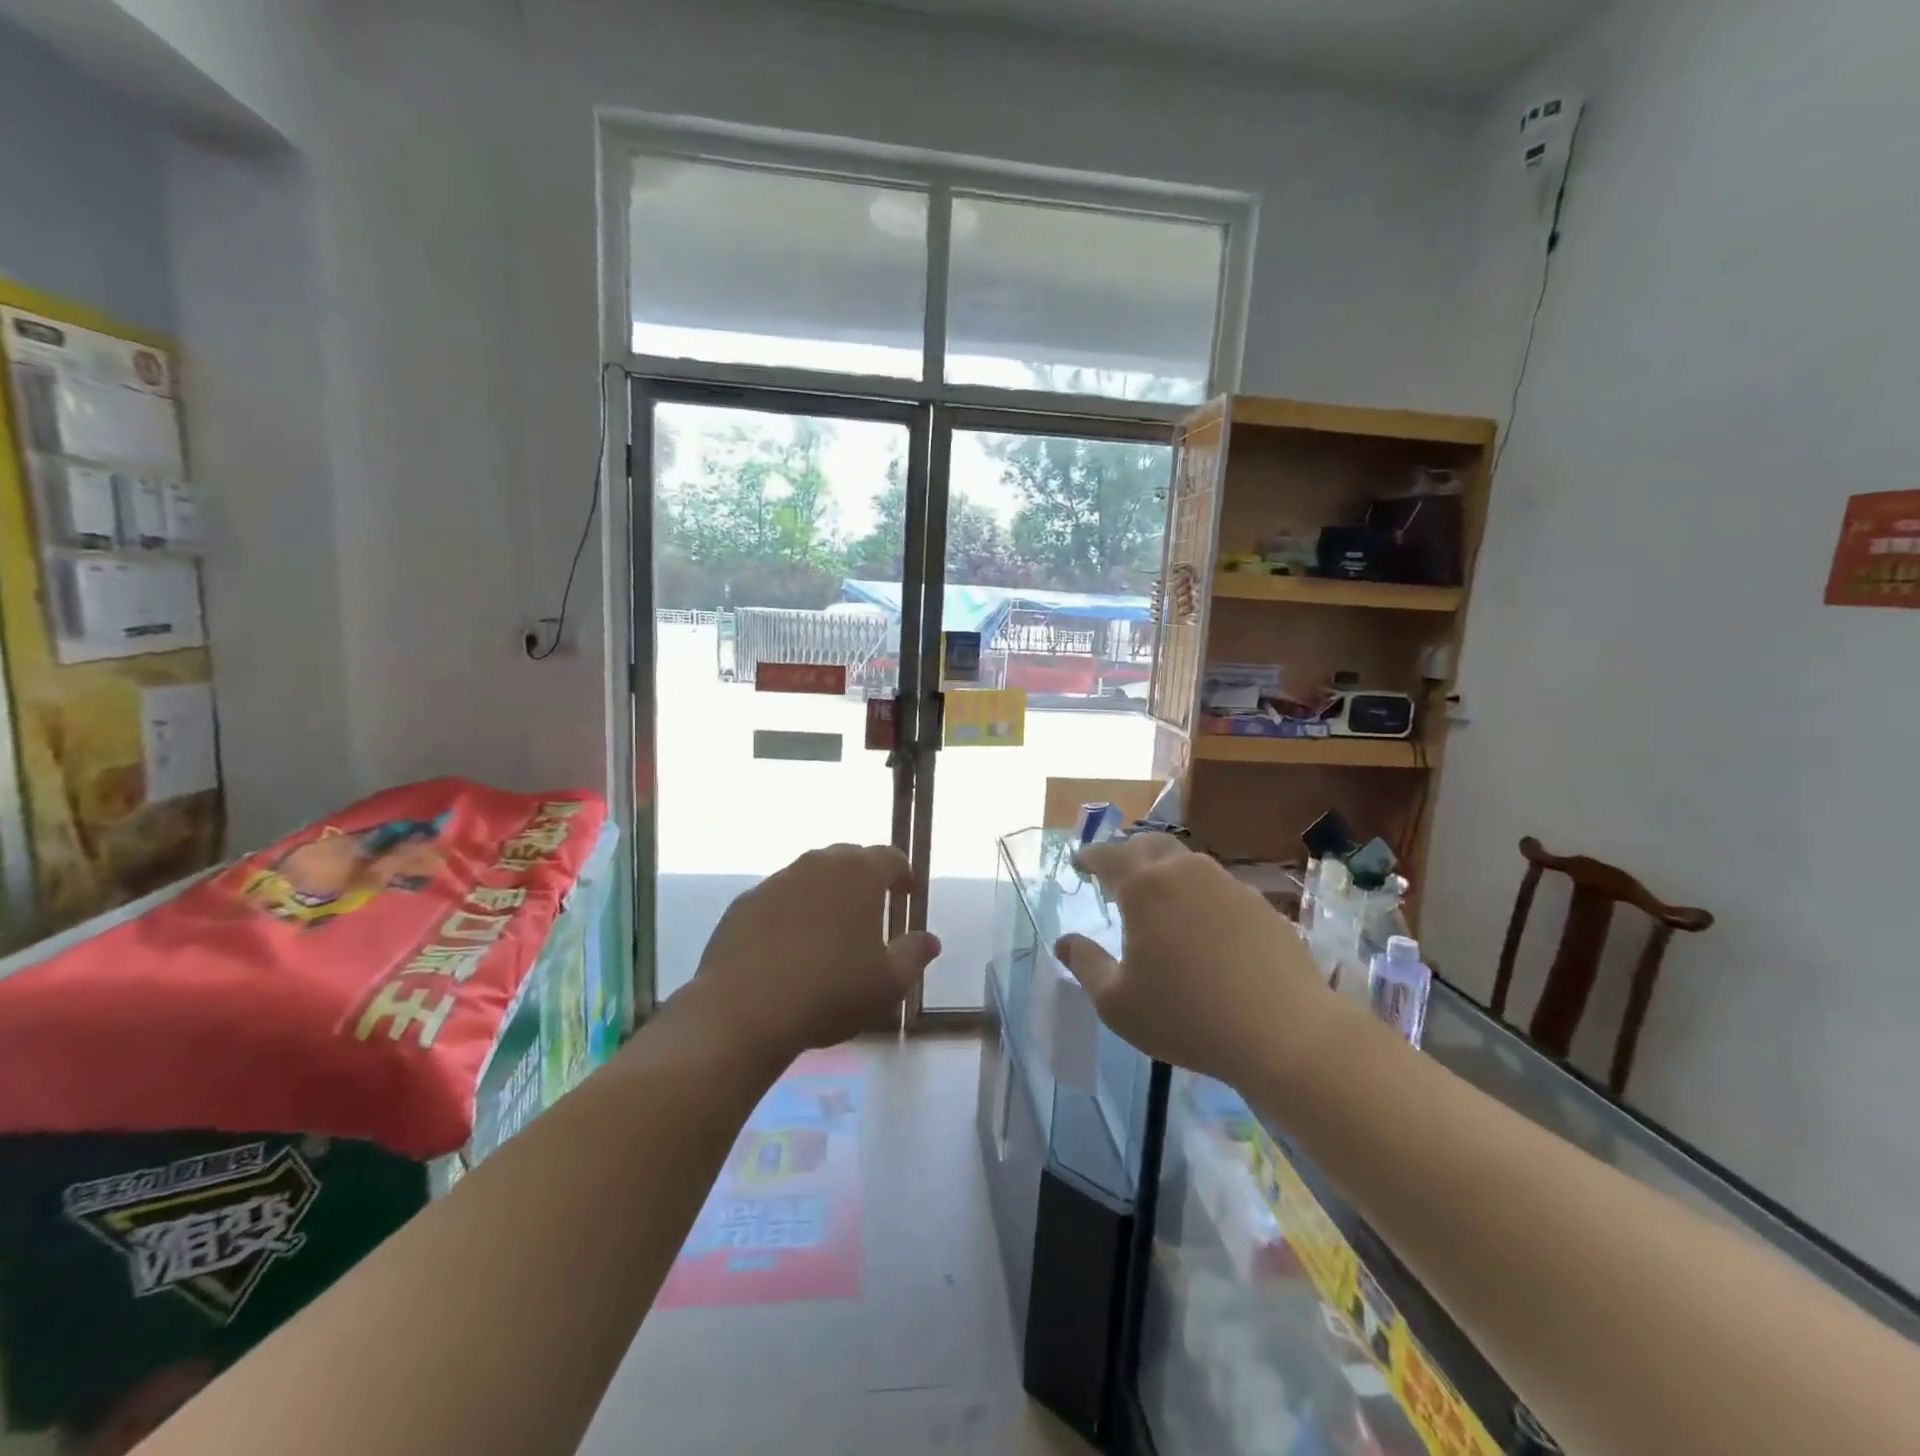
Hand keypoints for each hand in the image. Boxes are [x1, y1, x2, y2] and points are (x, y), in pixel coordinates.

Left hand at [685, 844, 939, 1061]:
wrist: (743, 1011)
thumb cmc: (830, 992)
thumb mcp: (888, 984)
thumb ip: (914, 955)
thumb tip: (930, 939)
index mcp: (859, 873)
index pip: (890, 858)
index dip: (903, 874)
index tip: (907, 894)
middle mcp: (817, 865)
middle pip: (848, 859)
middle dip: (864, 878)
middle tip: (871, 908)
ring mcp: (775, 882)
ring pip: (810, 877)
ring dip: (825, 894)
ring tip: (830, 930)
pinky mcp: (743, 904)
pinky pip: (778, 899)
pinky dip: (791, 913)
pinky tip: (790, 947)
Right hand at [1055, 833, 1331, 1088]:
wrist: (1284, 1032)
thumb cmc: (1186, 1017)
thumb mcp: (1117, 1003)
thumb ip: (1086, 965)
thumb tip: (1064, 942)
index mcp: (1143, 887)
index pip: (1108, 855)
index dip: (1090, 856)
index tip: (1079, 862)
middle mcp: (1184, 872)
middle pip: (1148, 845)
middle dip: (1127, 854)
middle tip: (1116, 875)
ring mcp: (1227, 884)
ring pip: (1187, 862)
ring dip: (1165, 871)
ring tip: (1159, 899)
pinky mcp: (1260, 904)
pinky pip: (1218, 886)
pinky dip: (1199, 894)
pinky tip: (1203, 926)